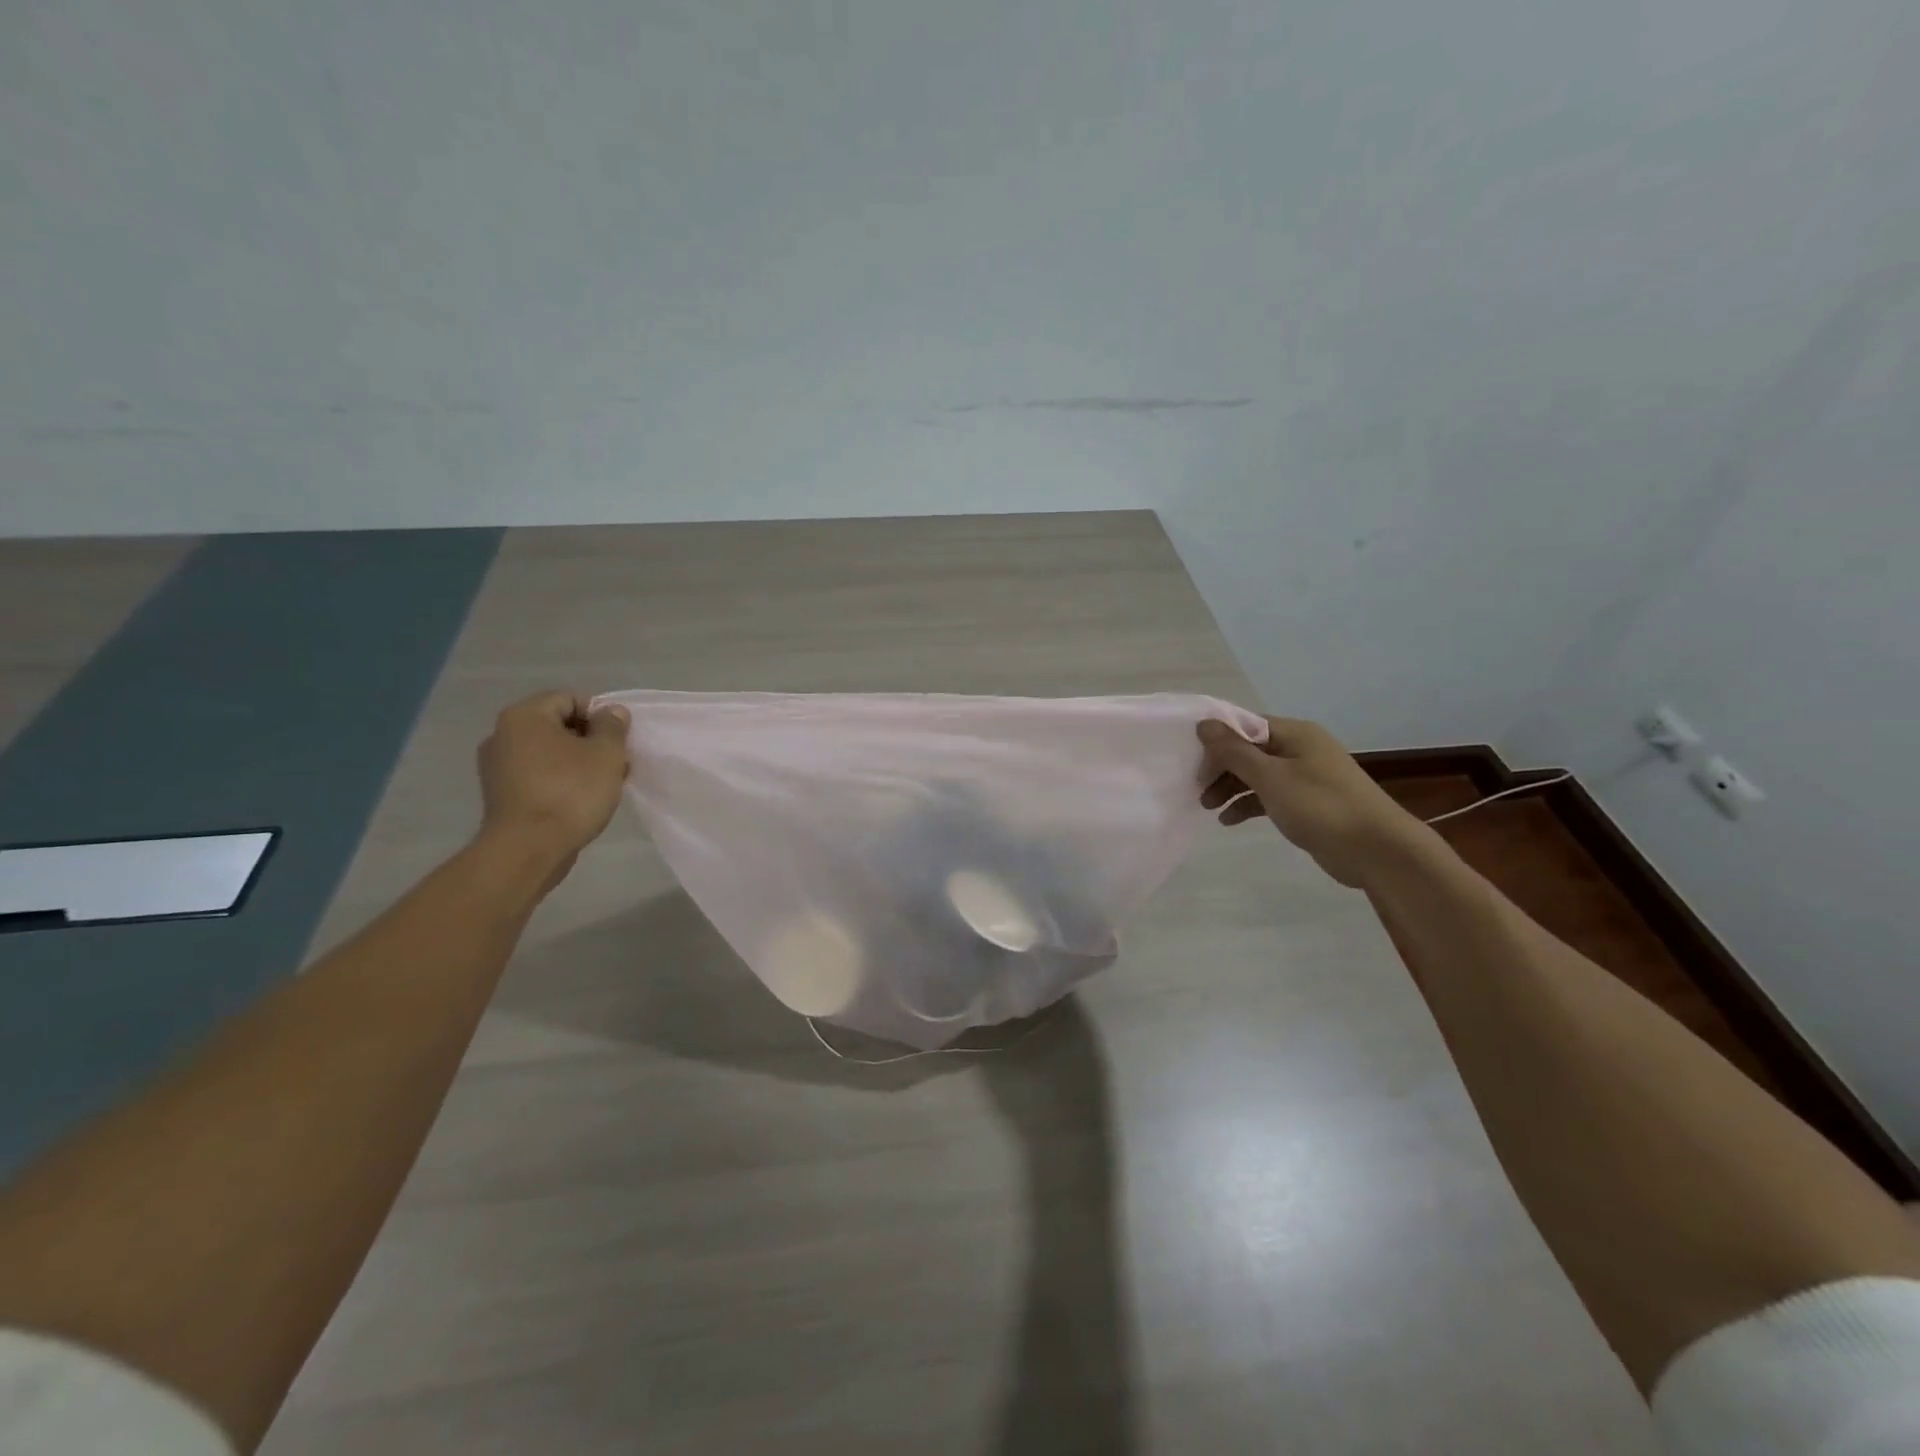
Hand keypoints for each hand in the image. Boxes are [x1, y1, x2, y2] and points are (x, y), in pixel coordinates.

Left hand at [477, 691, 630, 861]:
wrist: (528, 849)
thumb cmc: (571, 792)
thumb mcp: (606, 754)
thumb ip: (612, 726)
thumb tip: (611, 712)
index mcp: (524, 716)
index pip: (571, 698)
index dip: (601, 715)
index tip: (618, 741)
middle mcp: (502, 734)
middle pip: (558, 724)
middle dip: (590, 740)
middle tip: (615, 763)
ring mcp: (497, 765)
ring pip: (549, 751)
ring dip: (578, 761)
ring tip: (602, 785)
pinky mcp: (500, 793)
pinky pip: (537, 774)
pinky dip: (560, 780)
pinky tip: (579, 800)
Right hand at [1197, 717, 1425, 887]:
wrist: (1377, 850)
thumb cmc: (1320, 806)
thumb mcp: (1271, 777)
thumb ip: (1234, 751)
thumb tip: (1204, 724)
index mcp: (1295, 734)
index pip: (1245, 726)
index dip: (1216, 741)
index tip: (1192, 761)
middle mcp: (1300, 749)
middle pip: (1249, 750)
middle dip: (1220, 768)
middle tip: (1197, 789)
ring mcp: (1306, 776)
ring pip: (1257, 774)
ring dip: (1231, 788)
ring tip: (1208, 808)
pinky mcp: (1308, 803)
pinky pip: (1269, 795)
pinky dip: (1249, 804)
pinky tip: (1229, 820)